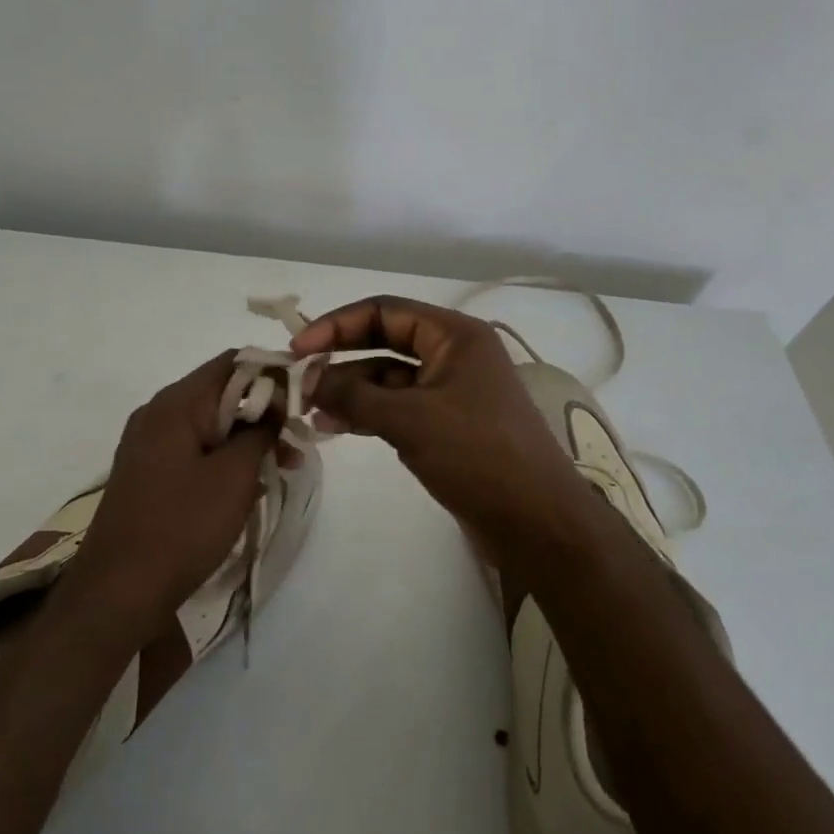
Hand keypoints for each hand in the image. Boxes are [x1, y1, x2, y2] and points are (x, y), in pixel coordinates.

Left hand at [59, 351, 279, 644]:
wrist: (117, 593)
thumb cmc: (181, 527)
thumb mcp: (234, 476)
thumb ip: (260, 431)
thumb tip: (277, 404)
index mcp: (176, 404)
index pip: (233, 362)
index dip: (273, 373)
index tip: (304, 399)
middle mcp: (157, 414)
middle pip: (221, 392)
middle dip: (264, 412)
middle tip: (297, 442)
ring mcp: (149, 444)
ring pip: (210, 425)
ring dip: (247, 439)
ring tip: (282, 467)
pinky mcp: (148, 473)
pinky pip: (195, 450)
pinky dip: (224, 458)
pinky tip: (249, 485)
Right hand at [292, 296, 589, 558]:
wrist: (536, 521)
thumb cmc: (477, 454)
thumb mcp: (409, 419)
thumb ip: (353, 395)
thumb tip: (308, 380)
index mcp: (455, 335)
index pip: (385, 312)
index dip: (337, 325)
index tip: (298, 348)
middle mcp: (453, 354)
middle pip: (384, 341)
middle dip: (340, 358)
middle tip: (298, 378)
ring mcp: (451, 391)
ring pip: (388, 378)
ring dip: (349, 391)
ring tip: (309, 410)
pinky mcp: (447, 425)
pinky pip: (398, 407)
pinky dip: (367, 414)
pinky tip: (334, 427)